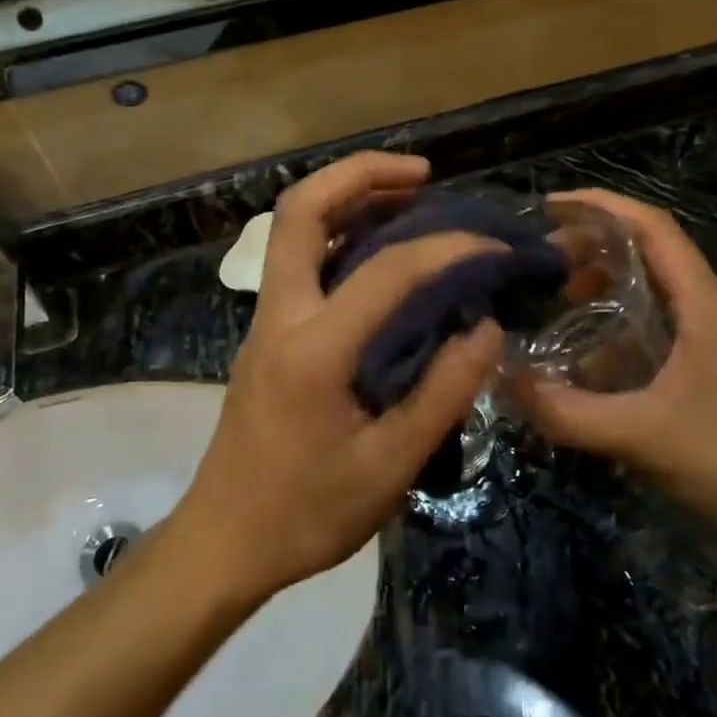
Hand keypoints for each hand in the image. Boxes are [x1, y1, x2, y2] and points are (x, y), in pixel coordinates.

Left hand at [173, 153, 504, 604]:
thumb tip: (486, 327)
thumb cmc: (306, 514)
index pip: (387, 271)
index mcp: (312, 350)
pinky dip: (341, 231)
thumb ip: (442, 393)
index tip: (493, 250)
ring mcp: (267, 320)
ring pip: (295, 227)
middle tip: (423, 174)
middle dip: (361, 174)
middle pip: (301, 210)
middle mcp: (281, 316)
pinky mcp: (268, 332)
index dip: (447, 249)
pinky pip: (301, 258)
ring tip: (410, 196)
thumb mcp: (388, 468)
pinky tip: (383, 247)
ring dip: (349, 195)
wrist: (223, 541)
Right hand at [512, 190, 716, 563]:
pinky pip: (664, 318)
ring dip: (609, 279)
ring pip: (658, 284)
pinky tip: (593, 348)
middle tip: (542, 260)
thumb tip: (500, 381)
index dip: (602, 206)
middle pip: (653, 249)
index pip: (654, 227)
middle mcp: (715, 307)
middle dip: (595, 243)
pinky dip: (624, 315)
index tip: (550, 206)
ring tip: (560, 296)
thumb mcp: (640, 437)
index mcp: (705, 304)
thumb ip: (566, 412)